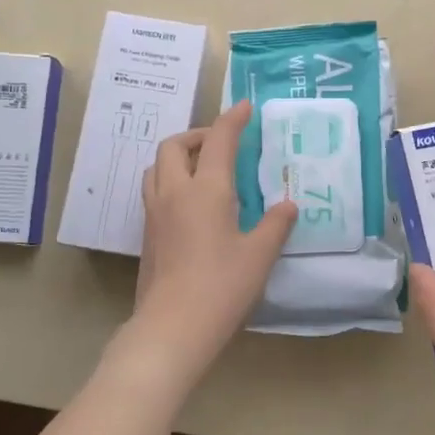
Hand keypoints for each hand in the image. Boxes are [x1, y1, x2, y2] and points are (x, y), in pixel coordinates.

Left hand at [116, 99, 296, 390]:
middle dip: (197, 134)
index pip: (218, 140)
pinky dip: (170, 179)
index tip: (245, 107)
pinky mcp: (147, 233)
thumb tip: (288, 205)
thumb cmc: (222, 287)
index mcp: (206, 189)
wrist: (172, 327)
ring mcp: (155, 213)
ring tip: (201, 168)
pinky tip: (190, 202)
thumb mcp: (259, 255)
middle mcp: (174, 192)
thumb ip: (275, 224)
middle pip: (174, 145)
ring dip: (177, 155)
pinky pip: (154, 190)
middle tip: (220, 144)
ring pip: (157, 166)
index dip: (232, 119)